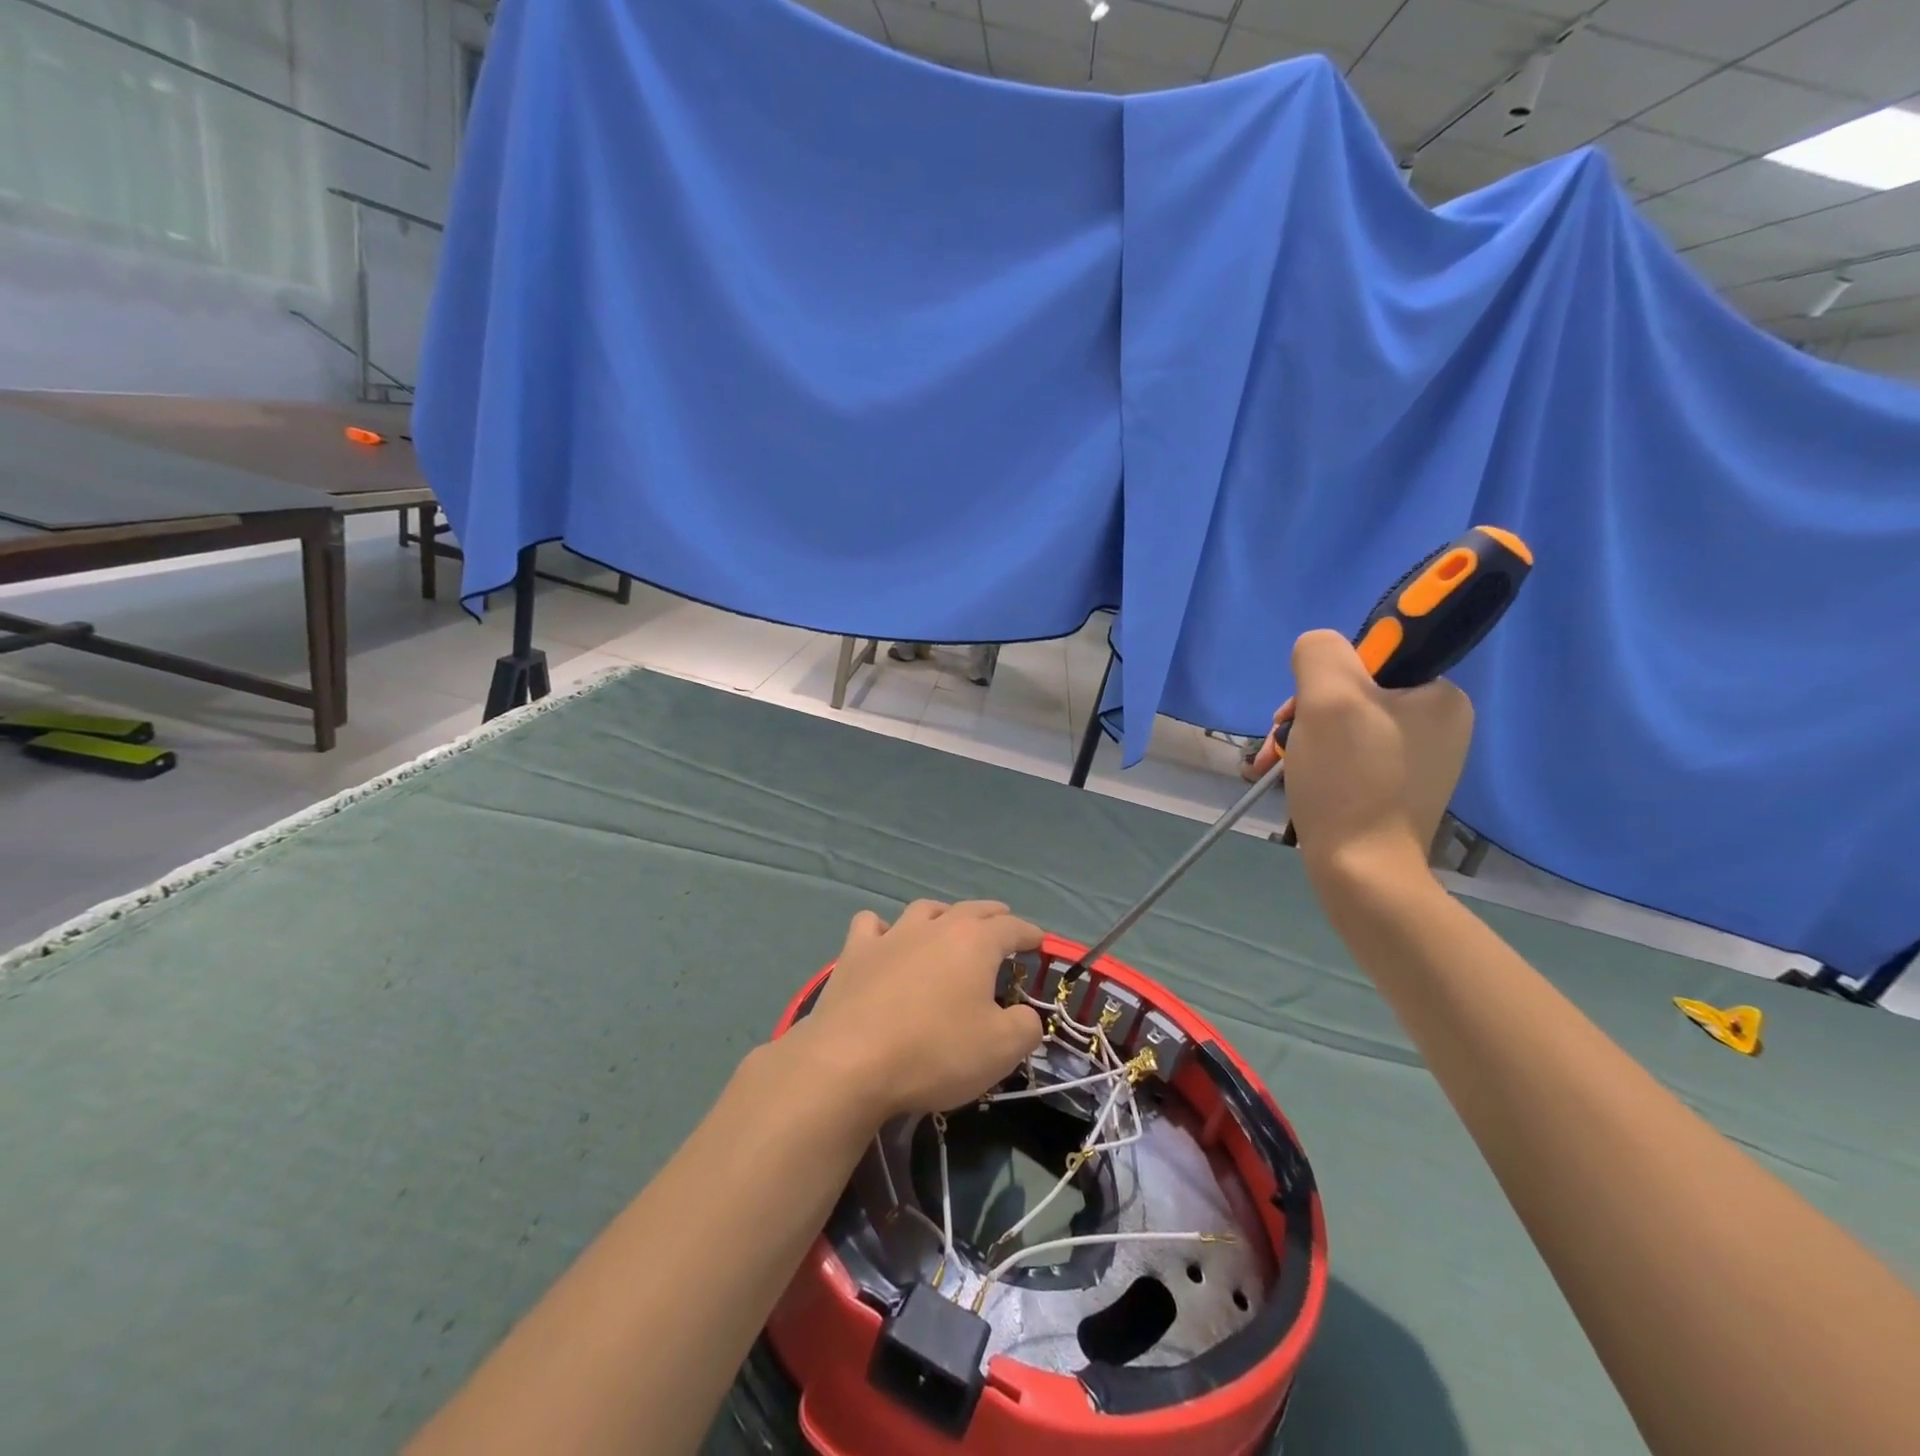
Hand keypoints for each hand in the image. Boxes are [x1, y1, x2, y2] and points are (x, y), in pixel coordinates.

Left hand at [798, 900, 1044, 1122]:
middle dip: (992, 916)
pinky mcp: (855, 953)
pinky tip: (885, 940)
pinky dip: (884, 929)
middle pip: (971, 910)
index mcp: (975, 942)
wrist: (850, 1062)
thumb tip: (1024, 1015)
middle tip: (1003, 924)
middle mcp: (935, 927)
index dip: (1030, 933)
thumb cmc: (934, 1052)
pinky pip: (872, 925)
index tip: (1040, 941)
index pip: (1012, 928)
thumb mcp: (1001, 1050)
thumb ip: (1025, 1027)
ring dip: (942, 914)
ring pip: (924, 910)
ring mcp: (891, 935)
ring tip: (948, 925)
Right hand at [1267, 629, 1473, 880]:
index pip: (1371, 658)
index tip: (1300, 711)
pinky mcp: (1394, 790)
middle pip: (1351, 694)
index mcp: (1440, 696)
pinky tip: (1293, 782)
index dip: (1325, 677)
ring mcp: (1417, 761)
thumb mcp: (1328, 698)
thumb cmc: (1349, 782)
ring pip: (1343, 727)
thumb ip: (1320, 653)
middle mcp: (1437, 724)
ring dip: (1302, 741)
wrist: (1362, 874)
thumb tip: (1316, 652)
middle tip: (1279, 746)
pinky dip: (1314, 764)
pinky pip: (1347, 757)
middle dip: (1305, 716)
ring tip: (1275, 768)